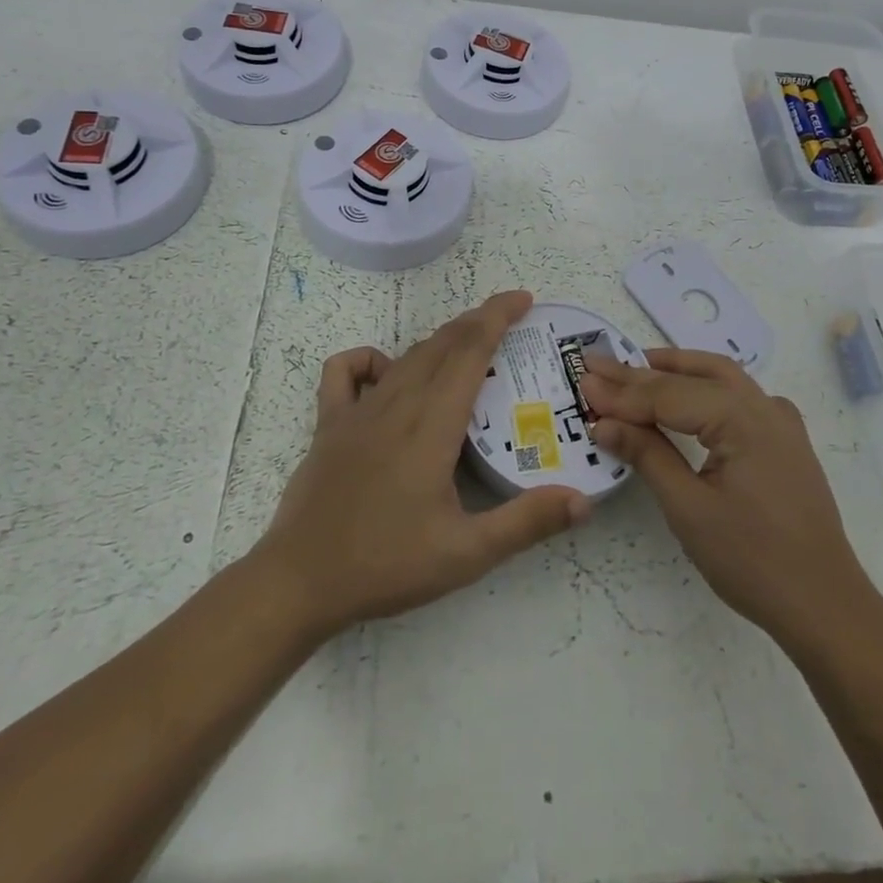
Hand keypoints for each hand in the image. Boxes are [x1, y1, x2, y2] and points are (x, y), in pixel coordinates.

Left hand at [254, 291, 590, 639]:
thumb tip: (584, 500)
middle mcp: (396, 405)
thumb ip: (526, 523)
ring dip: (441, 340)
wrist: (298, 583)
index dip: (497, 317)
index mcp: (431, 425)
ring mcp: (357, 411)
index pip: (470, 351)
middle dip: (478, 321)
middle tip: (510, 317)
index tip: (523, 299)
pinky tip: (388, 375)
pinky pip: (346, 371)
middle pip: (442, 344)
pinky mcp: (328, 424)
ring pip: (406, 355)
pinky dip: (371, 359)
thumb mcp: (466, 553)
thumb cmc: (385, 565)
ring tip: (468, 344)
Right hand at [582, 349, 876, 648]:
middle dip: (643, 372)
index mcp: (742, 417)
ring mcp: (780, 420)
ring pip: (721, 377)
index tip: (583, 381)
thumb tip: (603, 422)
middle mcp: (764, 405)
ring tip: (634, 367)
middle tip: (598, 367)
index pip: (668, 395)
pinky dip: (705, 387)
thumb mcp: (689, 508)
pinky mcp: (785, 439)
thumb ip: (647, 455)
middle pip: (694, 376)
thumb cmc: (752, 560)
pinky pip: (739, 397)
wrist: (825, 604)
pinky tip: (688, 395)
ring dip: (676, 370)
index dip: (623, 392)